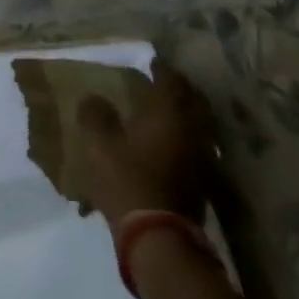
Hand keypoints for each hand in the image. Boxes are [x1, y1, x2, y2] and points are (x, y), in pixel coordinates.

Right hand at [76, 56, 220, 228]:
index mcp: (168, 111)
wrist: (159, 236)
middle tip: (164, 83)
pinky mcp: (204, 180)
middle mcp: (192, 127)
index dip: (161, 68)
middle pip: (193, 99)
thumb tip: (94, 98)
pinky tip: (174, 142)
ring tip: (168, 111)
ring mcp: (202, 155)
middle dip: (180, 88)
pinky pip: (200, 145)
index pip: (171, 79)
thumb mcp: (98, 143)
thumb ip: (95, 115)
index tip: (152, 62)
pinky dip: (188, 136)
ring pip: (200, 122)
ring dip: (187, 112)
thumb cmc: (127, 179)